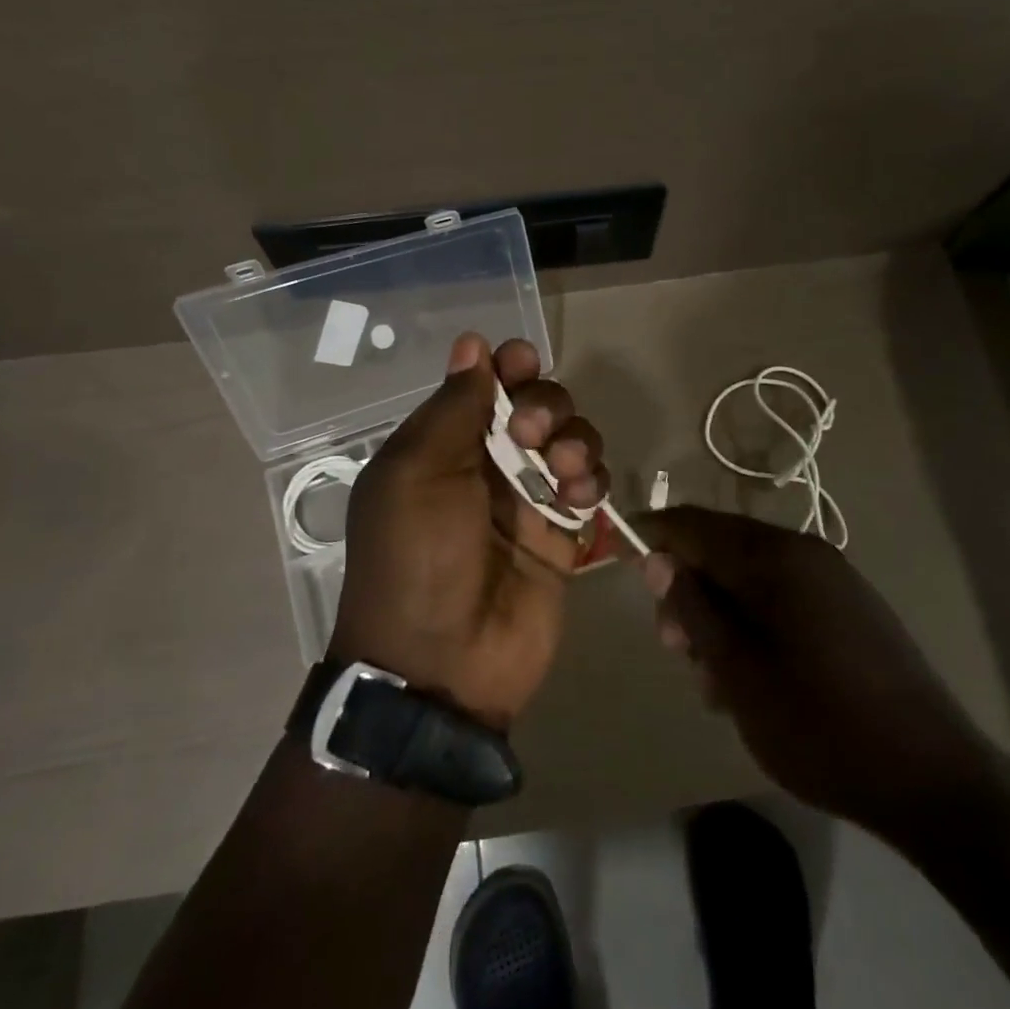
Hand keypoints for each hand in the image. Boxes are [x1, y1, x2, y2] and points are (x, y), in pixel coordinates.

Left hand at [331, 333, 608, 730]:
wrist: (443, 664)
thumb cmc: (417, 558)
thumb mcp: (416, 474)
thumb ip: (452, 408)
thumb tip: (472, 344)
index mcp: (442, 445)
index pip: (483, 384)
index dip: (508, 365)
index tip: (523, 362)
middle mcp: (486, 463)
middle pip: (536, 403)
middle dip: (545, 403)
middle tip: (530, 432)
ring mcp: (528, 499)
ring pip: (571, 439)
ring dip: (575, 439)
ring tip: (564, 469)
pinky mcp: (563, 534)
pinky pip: (590, 486)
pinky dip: (593, 480)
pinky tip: (580, 498)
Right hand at [637, 507, 1001, 833]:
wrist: (934, 781)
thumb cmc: (820, 725)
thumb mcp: (737, 671)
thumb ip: (693, 608)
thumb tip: (657, 558)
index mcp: (776, 557)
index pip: (694, 524)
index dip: (653, 536)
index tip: (621, 559)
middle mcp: (806, 553)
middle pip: (723, 549)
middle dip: (688, 590)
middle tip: (676, 649)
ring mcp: (834, 580)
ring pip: (751, 579)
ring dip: (720, 616)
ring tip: (715, 679)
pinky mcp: (851, 610)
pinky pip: (783, 599)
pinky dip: (754, 625)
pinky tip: (753, 678)